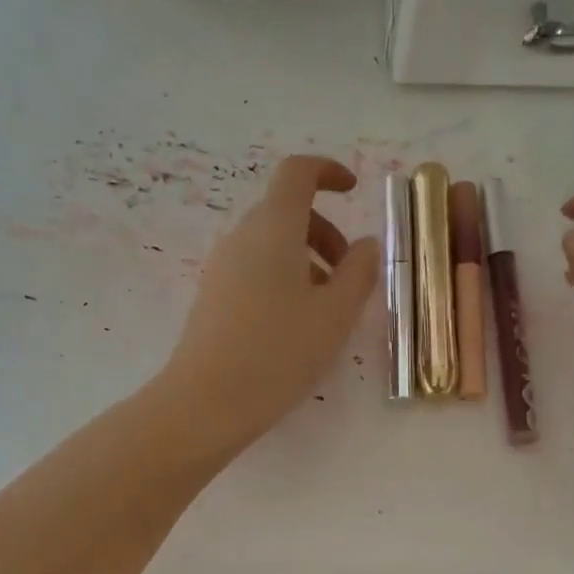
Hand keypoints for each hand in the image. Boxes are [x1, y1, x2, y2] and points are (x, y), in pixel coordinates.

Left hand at [158, 155, 378, 452]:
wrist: (207, 400)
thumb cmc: (279, 351)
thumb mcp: (335, 314)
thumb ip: (359, 272)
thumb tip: (366, 245)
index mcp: (273, 227)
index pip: (297, 173)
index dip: (328, 172)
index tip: (353, 191)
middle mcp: (242, 236)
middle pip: (286, 210)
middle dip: (325, 231)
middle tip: (350, 273)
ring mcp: (221, 266)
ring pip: (271, 243)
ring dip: (307, 259)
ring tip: (327, 307)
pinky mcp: (212, 295)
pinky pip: (254, 269)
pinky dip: (283, 278)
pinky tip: (296, 325)